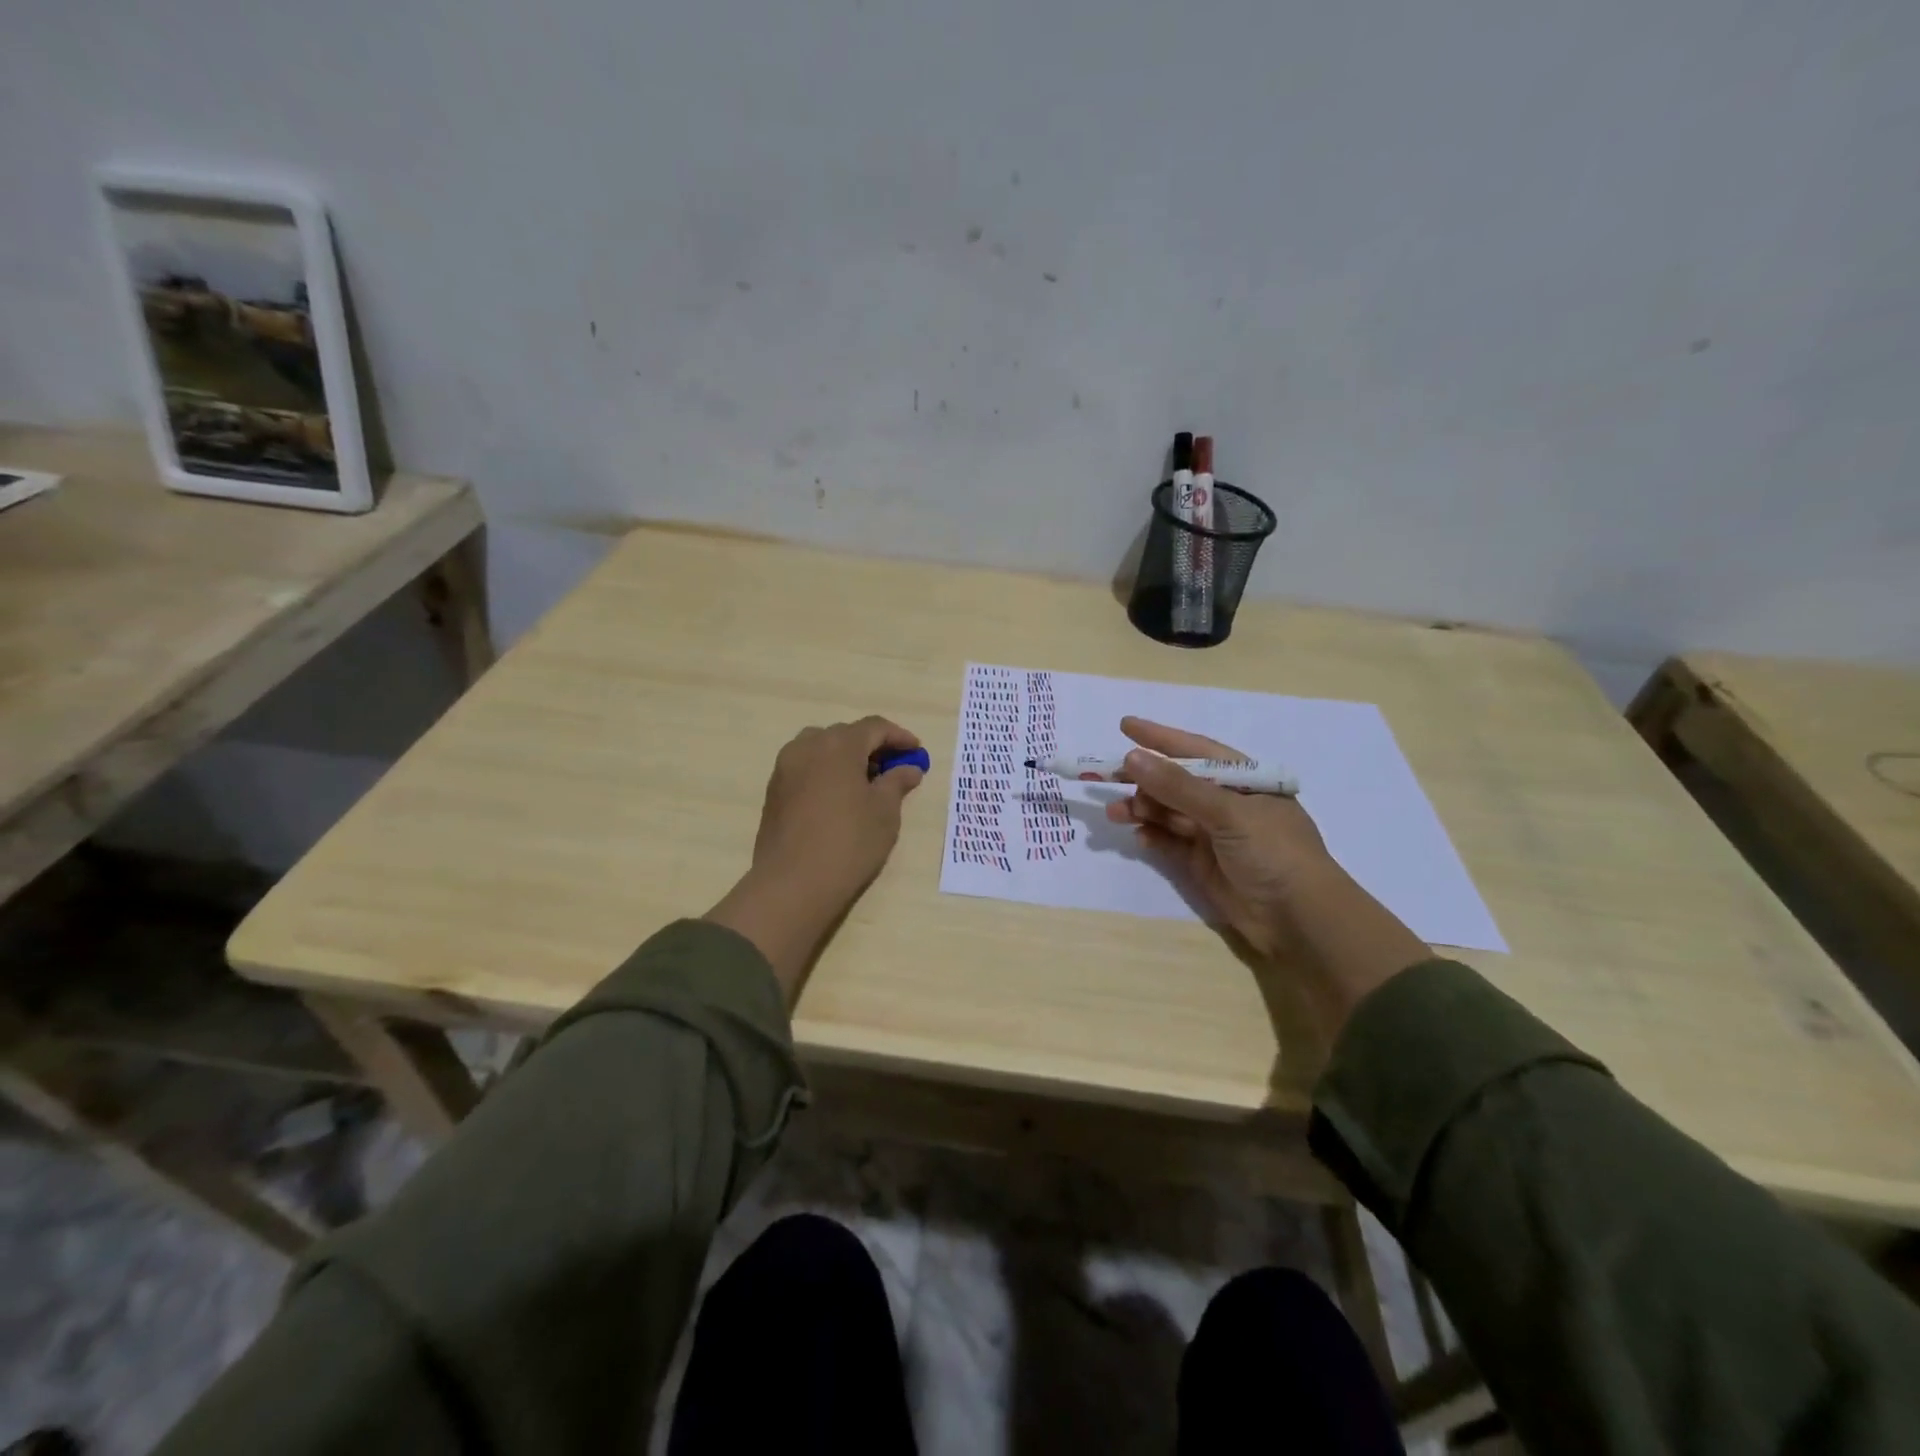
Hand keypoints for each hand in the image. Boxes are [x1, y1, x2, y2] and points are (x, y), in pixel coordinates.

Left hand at [707, 717, 925, 1000]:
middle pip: (846, 735)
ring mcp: (785, 768)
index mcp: (838, 745)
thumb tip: (909, 768)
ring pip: (821, 749)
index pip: (874, 727)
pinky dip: (826, 773)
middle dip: (872, 747)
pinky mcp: (774, 791)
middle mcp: (807, 746)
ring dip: (846, 758)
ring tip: (865, 783)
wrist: (793, 884)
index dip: (899, 736)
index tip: (916, 752)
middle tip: (893, 769)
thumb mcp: (885, 812)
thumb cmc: (849, 842)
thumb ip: (897, 782)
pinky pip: (805, 768)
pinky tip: (839, 799)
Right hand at [1105, 716, 1430, 1038]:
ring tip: (1116, 813)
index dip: (1160, 737)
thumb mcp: (1228, 813)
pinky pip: (1170, 842)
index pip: (1196, 750)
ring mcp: (1214, 834)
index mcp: (1244, 780)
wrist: (1300, 920)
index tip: (1124, 726)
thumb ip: (1178, 786)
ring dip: (1142, 809)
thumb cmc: (1273, 852)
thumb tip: (1132, 757)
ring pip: (1169, 813)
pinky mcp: (1203, 864)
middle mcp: (1228, 803)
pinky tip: (1138, 836)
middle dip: (1143, 779)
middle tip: (1106, 777)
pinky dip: (1153, 837)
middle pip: (1176, 782)